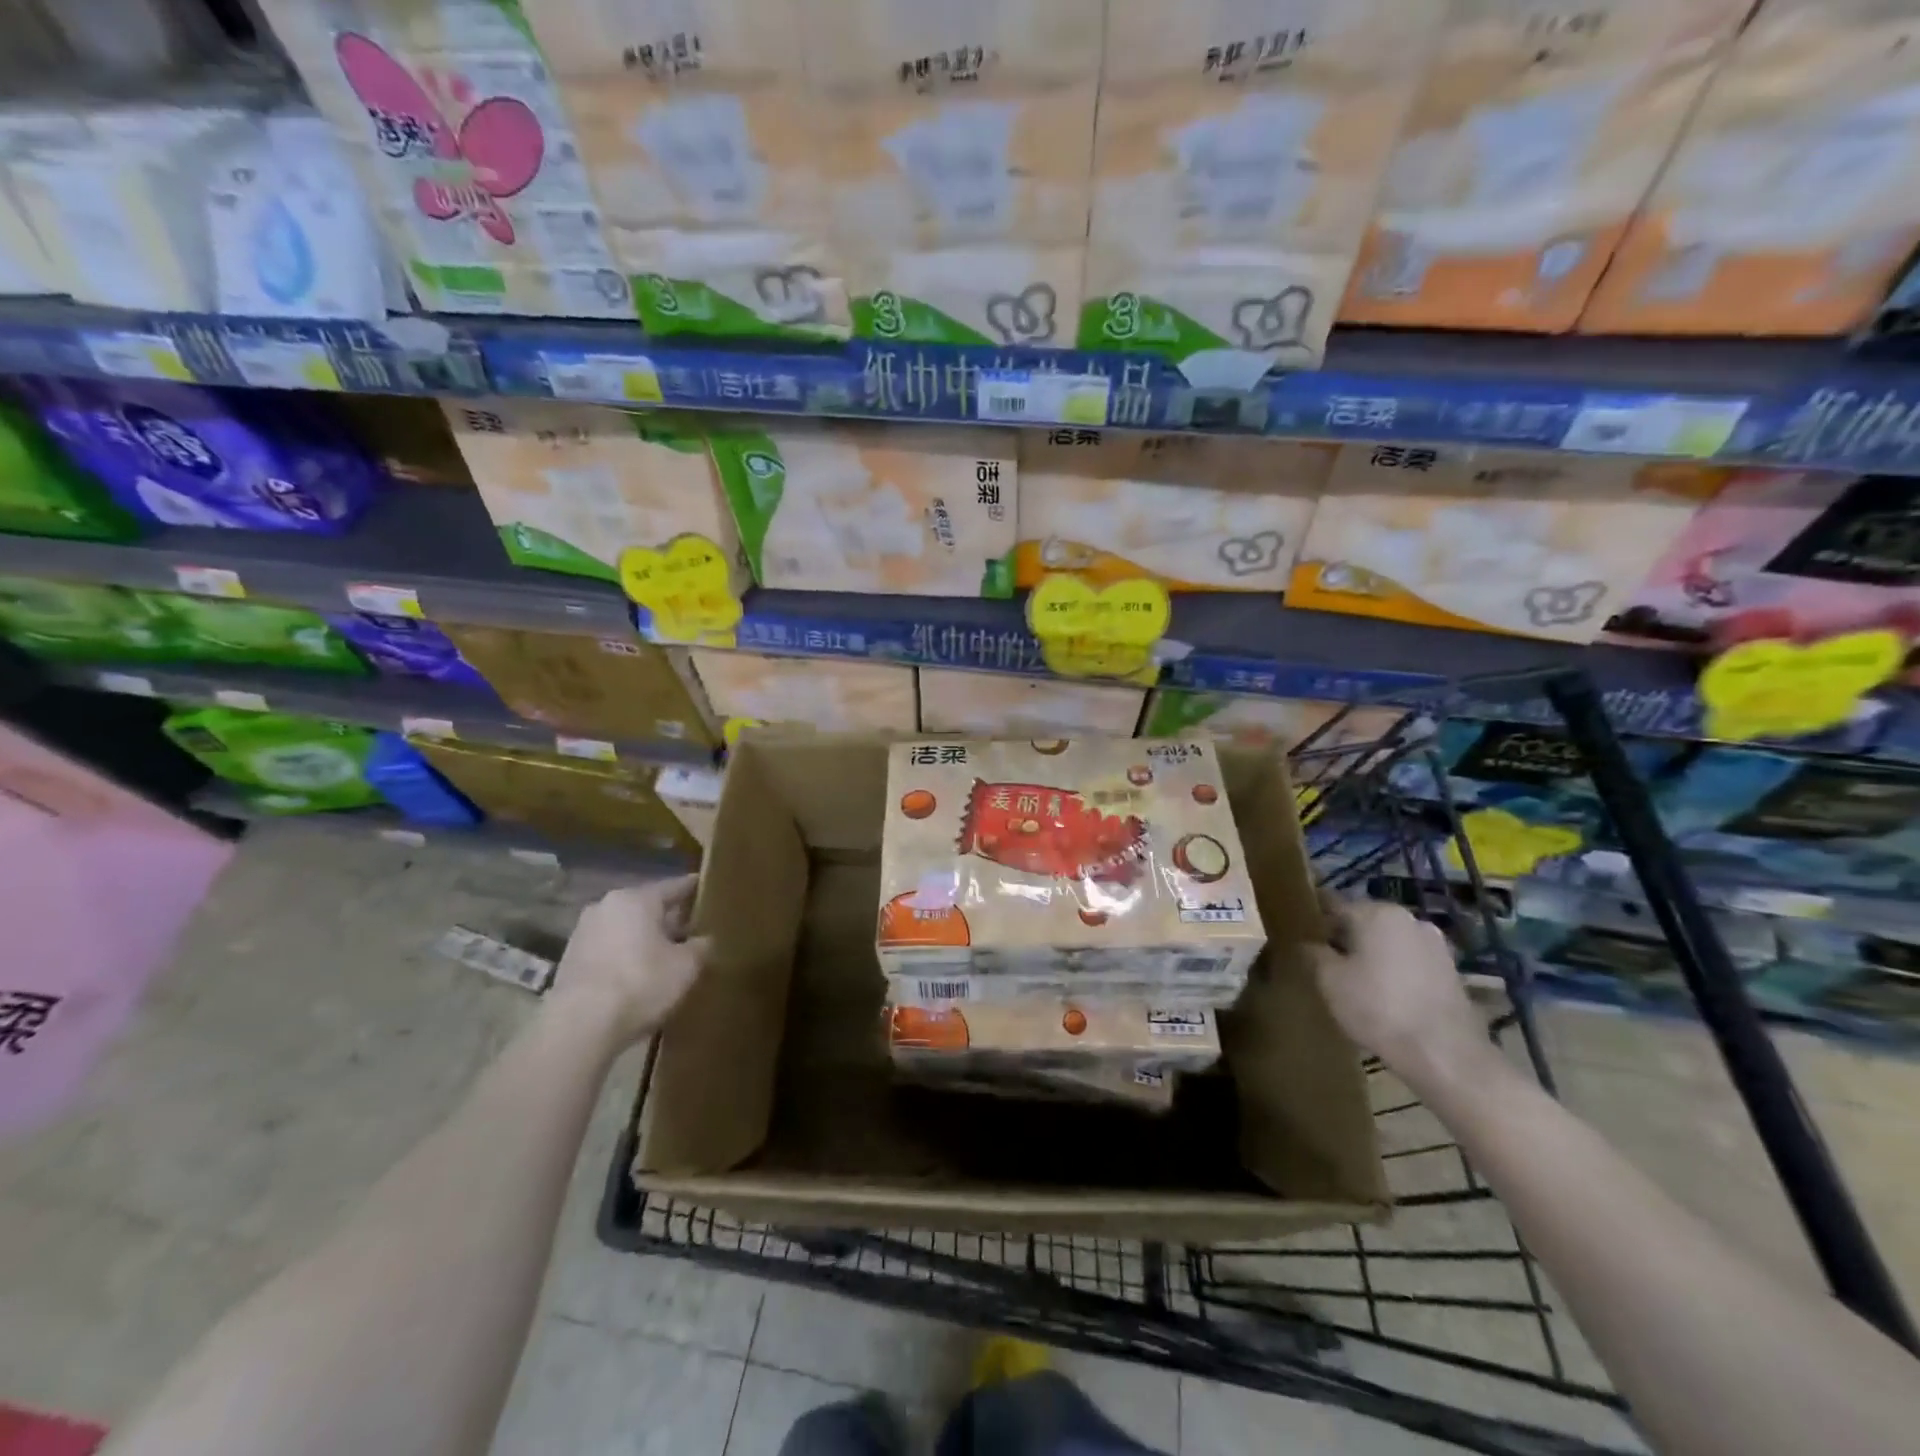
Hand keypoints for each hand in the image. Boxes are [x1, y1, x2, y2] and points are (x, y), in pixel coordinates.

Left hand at [548, 876, 709, 1047]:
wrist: (580, 1025)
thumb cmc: (641, 983)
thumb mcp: (686, 966)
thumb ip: (700, 947)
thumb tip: (704, 940)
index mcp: (637, 899)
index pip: (673, 886)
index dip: (692, 888)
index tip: (704, 885)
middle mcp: (606, 906)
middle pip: (646, 907)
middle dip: (667, 918)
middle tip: (689, 928)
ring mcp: (583, 933)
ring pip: (624, 928)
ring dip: (643, 938)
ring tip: (664, 955)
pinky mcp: (569, 961)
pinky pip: (608, 949)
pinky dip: (624, 956)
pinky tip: (637, 974)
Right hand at [1310, 894, 1490, 1089]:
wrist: (1446, 1055)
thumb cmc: (1378, 1008)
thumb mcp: (1329, 980)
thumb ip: (1312, 953)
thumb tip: (1307, 943)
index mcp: (1376, 912)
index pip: (1332, 904)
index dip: (1313, 920)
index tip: (1300, 938)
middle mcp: (1408, 919)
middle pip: (1363, 921)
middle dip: (1343, 938)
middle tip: (1324, 964)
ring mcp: (1435, 945)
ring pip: (1388, 942)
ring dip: (1371, 955)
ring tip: (1354, 983)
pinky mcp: (1451, 972)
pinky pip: (1409, 962)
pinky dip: (1394, 972)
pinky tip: (1384, 997)